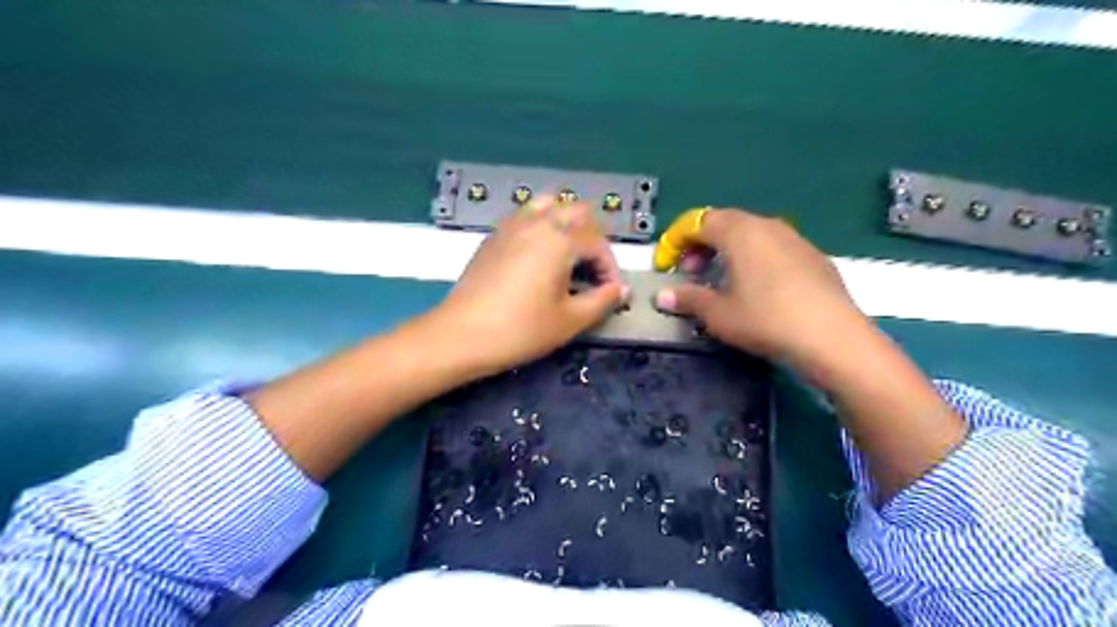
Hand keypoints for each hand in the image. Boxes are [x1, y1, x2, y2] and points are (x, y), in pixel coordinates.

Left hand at [431, 198, 630, 378]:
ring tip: (568, 256)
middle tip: (592, 271)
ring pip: (549, 206)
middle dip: (593, 238)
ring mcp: (511, 226)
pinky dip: (542, 227)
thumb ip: (602, 300)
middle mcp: (537, 222)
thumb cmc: (521, 330)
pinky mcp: (493, 237)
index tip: (611, 293)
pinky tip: (538, 259)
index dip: (611, 267)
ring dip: (567, 225)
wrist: (461, 336)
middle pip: (577, 212)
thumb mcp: (570, 320)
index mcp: (560, 239)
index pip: (598, 242)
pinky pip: (526, 217)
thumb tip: (620, 290)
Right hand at [657, 207, 871, 377]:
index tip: (666, 265)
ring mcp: (794, 238)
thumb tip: (663, 296)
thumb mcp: (718, 314)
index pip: (697, 221)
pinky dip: (753, 259)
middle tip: (691, 274)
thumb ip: (688, 299)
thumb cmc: (765, 319)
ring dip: (727, 252)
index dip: (675, 241)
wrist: (833, 337)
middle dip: (700, 246)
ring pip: (750, 235)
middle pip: (724, 223)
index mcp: (739, 231)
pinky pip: (772, 248)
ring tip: (721, 282)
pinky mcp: (813, 256)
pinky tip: (756, 289)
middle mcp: (767, 225)